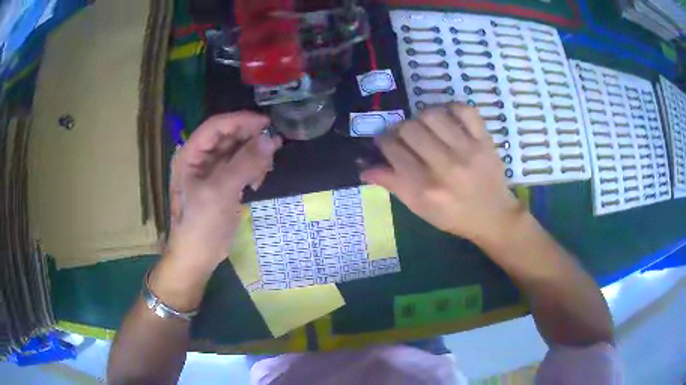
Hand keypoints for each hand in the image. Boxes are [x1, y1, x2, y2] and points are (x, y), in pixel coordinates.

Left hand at [166, 112, 281, 270]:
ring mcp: (210, 171)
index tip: (267, 123)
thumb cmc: (202, 223)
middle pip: (228, 137)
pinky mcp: (221, 184)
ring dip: (254, 156)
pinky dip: (252, 170)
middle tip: (274, 145)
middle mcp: (199, 158)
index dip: (241, 121)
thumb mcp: (222, 191)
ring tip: (267, 168)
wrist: (197, 256)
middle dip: (251, 140)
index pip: (216, 126)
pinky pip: (239, 167)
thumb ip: (246, 163)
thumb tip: (271, 139)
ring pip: (236, 151)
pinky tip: (258, 181)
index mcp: (190, 154)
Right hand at [360, 103, 523, 245]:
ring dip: (422, 117)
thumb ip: (392, 185)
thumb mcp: (419, 209)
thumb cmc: (453, 216)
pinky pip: (463, 110)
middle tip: (405, 137)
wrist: (493, 216)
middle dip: (400, 130)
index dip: (383, 141)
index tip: (385, 142)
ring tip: (425, 127)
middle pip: (409, 128)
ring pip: (432, 115)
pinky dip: (451, 108)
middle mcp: (445, 166)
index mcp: (425, 188)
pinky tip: (446, 118)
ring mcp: (468, 150)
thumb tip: (364, 168)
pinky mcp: (484, 140)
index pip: (393, 150)